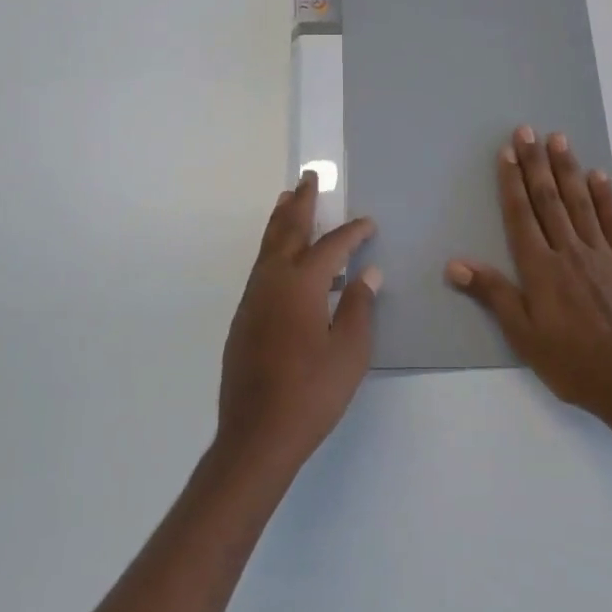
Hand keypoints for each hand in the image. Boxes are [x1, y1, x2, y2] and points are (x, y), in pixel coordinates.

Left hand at [217, 172, 379, 474]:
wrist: (256, 434)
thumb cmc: (311, 393)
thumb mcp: (349, 353)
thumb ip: (359, 308)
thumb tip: (368, 274)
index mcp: (302, 284)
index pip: (332, 246)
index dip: (352, 232)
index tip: (369, 223)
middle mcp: (272, 280)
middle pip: (288, 230)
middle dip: (301, 202)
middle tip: (309, 177)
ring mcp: (253, 297)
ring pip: (268, 246)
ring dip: (281, 221)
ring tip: (289, 200)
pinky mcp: (243, 317)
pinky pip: (261, 267)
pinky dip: (273, 249)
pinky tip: (282, 259)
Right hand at [447, 127, 611, 429]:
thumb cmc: (573, 363)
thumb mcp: (523, 336)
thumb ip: (493, 294)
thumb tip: (455, 264)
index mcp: (540, 268)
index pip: (521, 215)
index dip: (512, 182)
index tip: (507, 152)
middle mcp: (570, 251)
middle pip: (549, 199)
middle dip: (535, 163)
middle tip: (527, 131)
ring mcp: (604, 254)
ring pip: (580, 202)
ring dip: (567, 169)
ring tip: (558, 139)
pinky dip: (606, 196)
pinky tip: (599, 175)